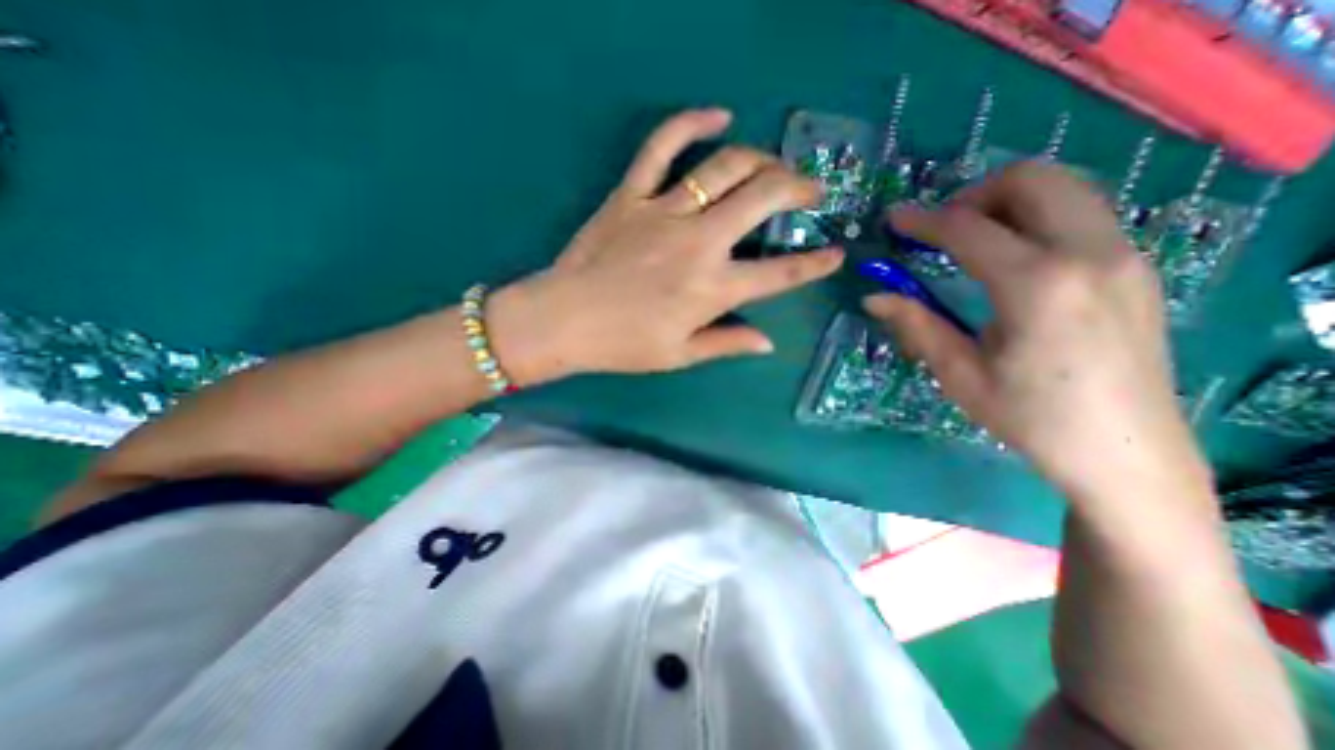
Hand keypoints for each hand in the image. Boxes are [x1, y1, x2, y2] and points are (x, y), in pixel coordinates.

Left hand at [490, 108, 843, 383]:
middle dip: (798, 188)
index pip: (780, 274)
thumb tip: (768, 342)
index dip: (815, 264)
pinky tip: (717, 115)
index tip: (836, 254)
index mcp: (713, 289)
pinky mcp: (632, 194)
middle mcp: (699, 243)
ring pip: (726, 166)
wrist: (563, 320)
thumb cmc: (623, 345)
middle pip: (764, 198)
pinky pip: (662, 145)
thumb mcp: (680, 355)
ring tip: (774, 167)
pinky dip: (691, 122)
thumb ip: (727, 343)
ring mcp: (665, 212)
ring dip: (762, 160)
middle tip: (810, 192)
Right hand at [866, 161, 1212, 505]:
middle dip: (974, 194)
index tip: (893, 220)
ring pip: (1065, 188)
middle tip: (940, 228)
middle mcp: (1089, 254)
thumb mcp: (959, 374)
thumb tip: (873, 298)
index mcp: (1037, 285)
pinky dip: (1037, 216)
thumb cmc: (1030, 417)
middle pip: (1032, 180)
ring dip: (1008, 201)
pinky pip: (1083, 213)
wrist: (1125, 451)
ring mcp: (1124, 255)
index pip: (968, 229)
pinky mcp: (1135, 267)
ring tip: (971, 239)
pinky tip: (1011, 258)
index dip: (923, 221)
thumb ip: (917, 325)